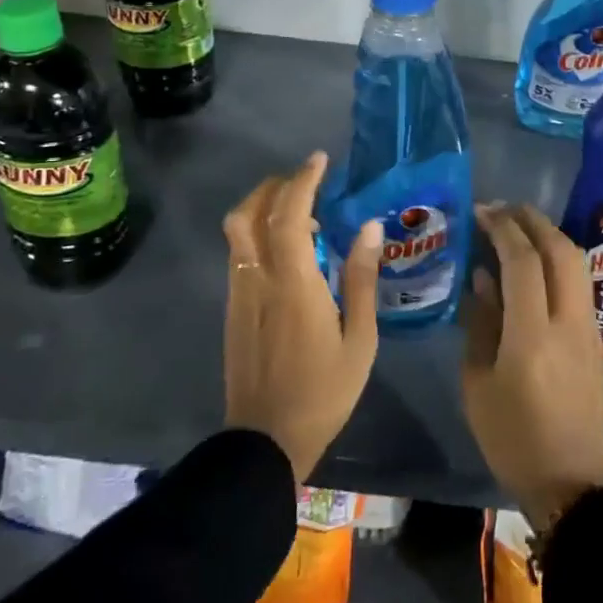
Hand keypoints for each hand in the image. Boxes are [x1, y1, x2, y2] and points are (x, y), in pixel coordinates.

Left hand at [221, 152, 380, 482]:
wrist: (265, 442)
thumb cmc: (323, 391)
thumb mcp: (359, 339)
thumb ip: (362, 278)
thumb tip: (370, 227)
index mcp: (292, 283)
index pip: (290, 215)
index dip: (302, 181)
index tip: (319, 160)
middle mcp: (257, 279)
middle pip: (249, 213)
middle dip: (274, 186)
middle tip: (306, 181)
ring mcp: (239, 294)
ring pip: (238, 232)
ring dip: (263, 208)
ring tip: (302, 215)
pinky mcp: (233, 309)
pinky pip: (240, 254)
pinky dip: (259, 234)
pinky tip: (288, 252)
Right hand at [462, 203, 602, 532]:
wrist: (569, 482)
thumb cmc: (511, 437)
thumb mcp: (478, 382)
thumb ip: (481, 322)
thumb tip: (483, 276)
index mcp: (532, 336)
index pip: (523, 261)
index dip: (502, 228)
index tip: (481, 211)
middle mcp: (568, 322)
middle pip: (560, 250)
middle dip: (532, 220)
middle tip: (503, 208)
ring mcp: (589, 328)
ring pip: (576, 263)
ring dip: (549, 235)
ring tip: (519, 226)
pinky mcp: (597, 338)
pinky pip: (579, 283)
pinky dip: (558, 259)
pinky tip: (537, 262)